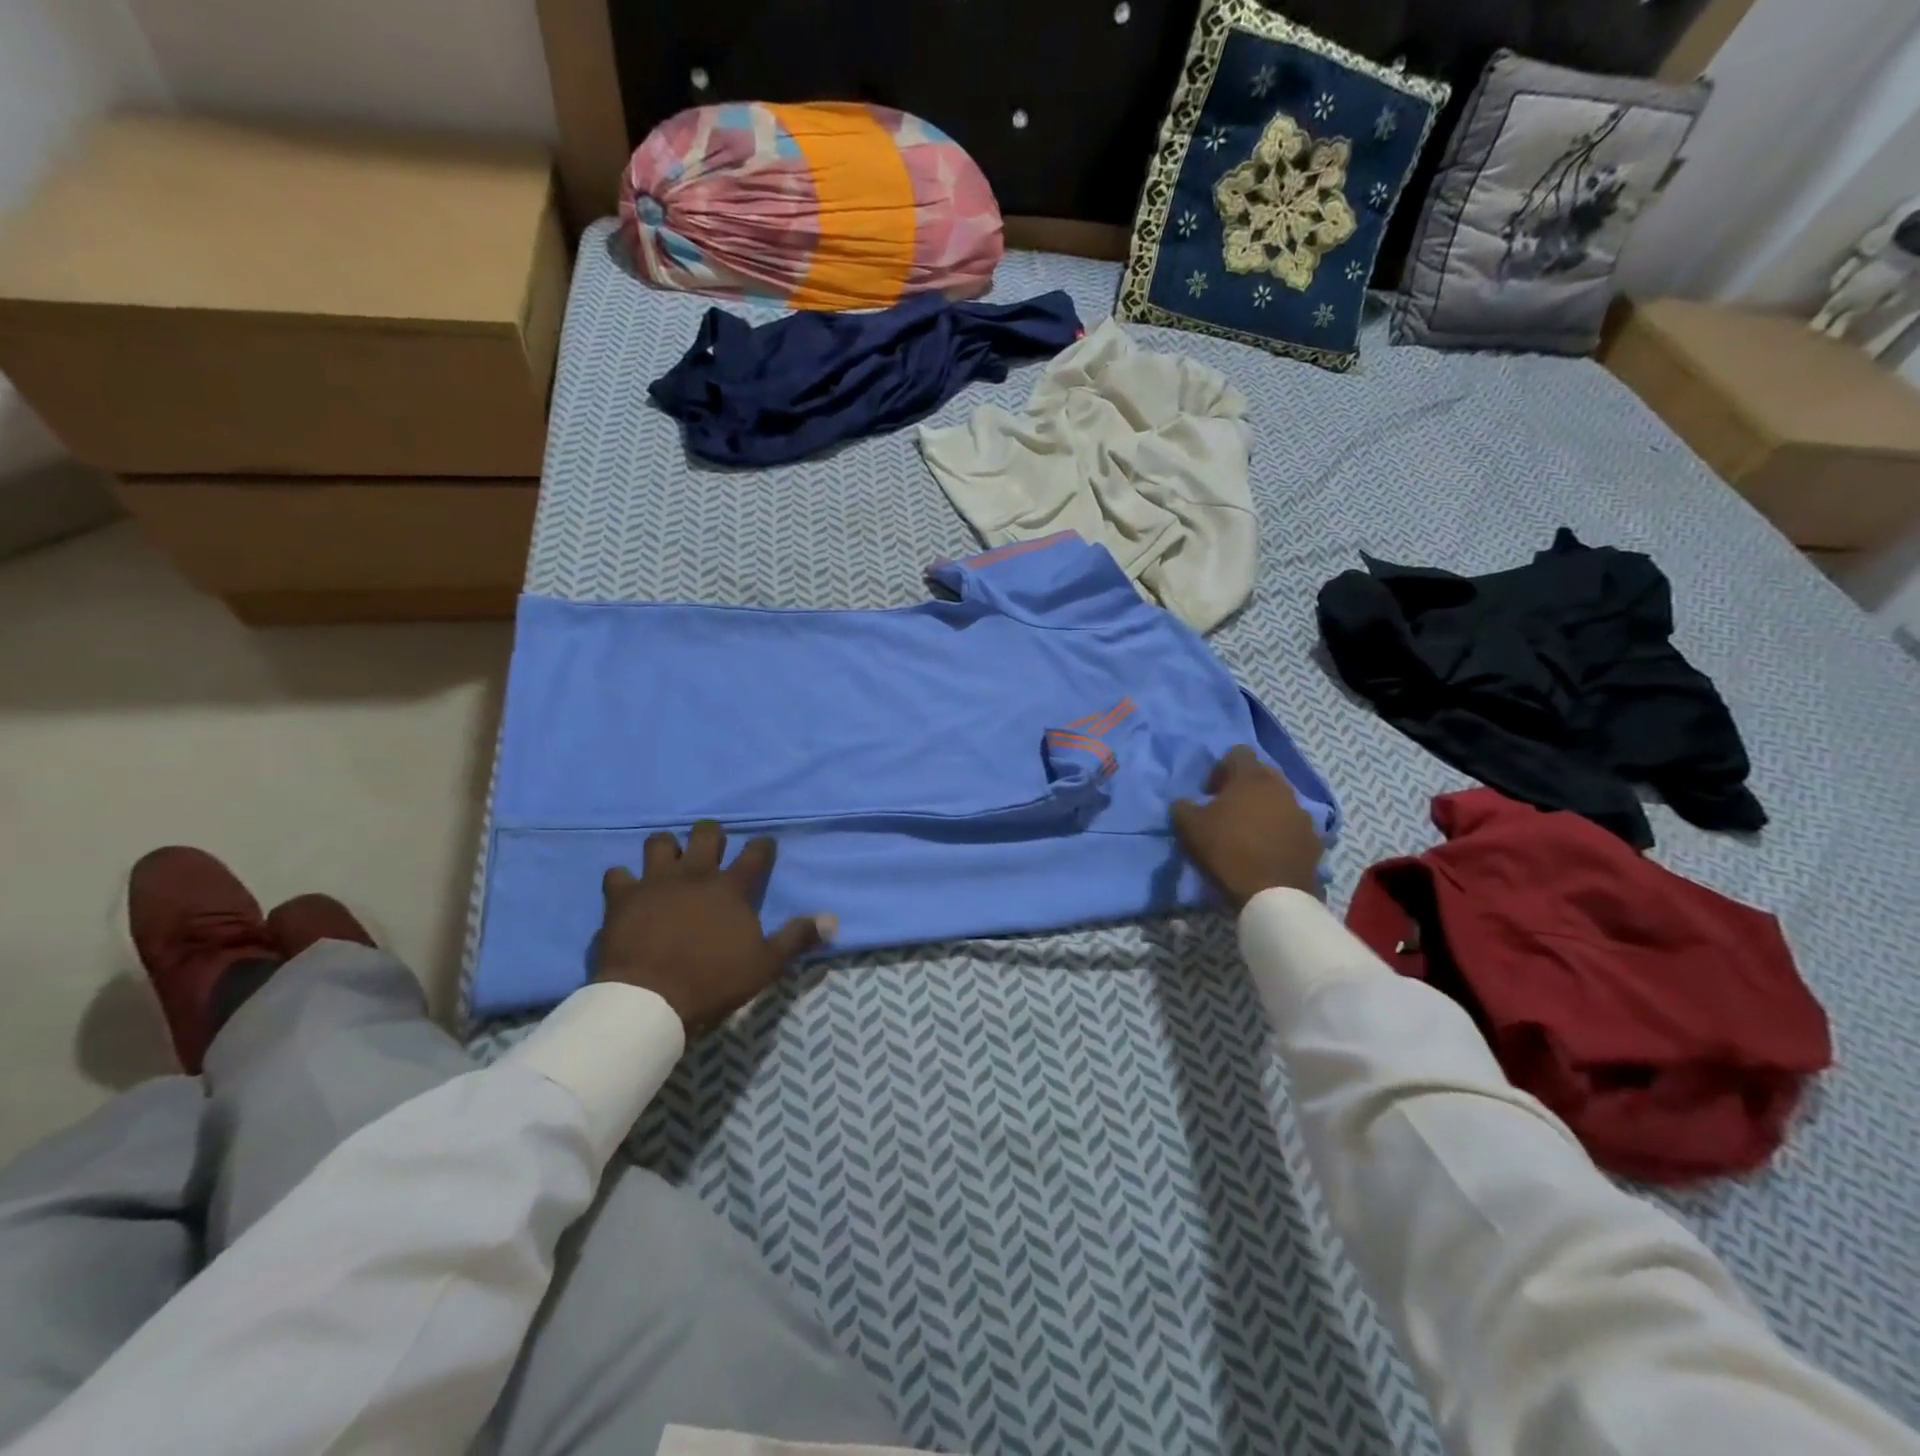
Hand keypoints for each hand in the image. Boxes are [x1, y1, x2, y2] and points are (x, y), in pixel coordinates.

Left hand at [594, 820, 826, 1033]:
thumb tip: (832, 920)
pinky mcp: (622, 897)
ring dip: (666, 849)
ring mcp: (655, 882)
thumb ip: (797, 938)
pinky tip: (628, 891)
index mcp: (731, 888)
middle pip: (706, 833)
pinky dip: (623, 880)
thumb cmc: (713, 981)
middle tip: (712, 852)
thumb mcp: (765, 964)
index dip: (763, 847)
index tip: (765, 848)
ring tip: (669, 864)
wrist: (650, 1000)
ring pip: (659, 842)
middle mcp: (695, 874)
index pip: (756, 853)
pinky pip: (617, 874)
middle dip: (712, 836)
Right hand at [1171, 746, 1322, 909]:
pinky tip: (1269, 849)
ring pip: (1280, 799)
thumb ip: (1183, 807)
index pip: (1238, 752)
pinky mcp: (1314, 837)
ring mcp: (1302, 812)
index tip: (1211, 792)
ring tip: (1251, 831)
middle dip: (1245, 786)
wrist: (1273, 894)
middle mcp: (1280, 787)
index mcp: (1251, 778)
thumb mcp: (1190, 828)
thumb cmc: (1228, 851)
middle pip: (1262, 773)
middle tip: (1229, 809)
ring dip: (1265, 807)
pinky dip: (1281, 830)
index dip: (1222, 767)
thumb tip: (1184, 802)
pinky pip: (1294, 824)